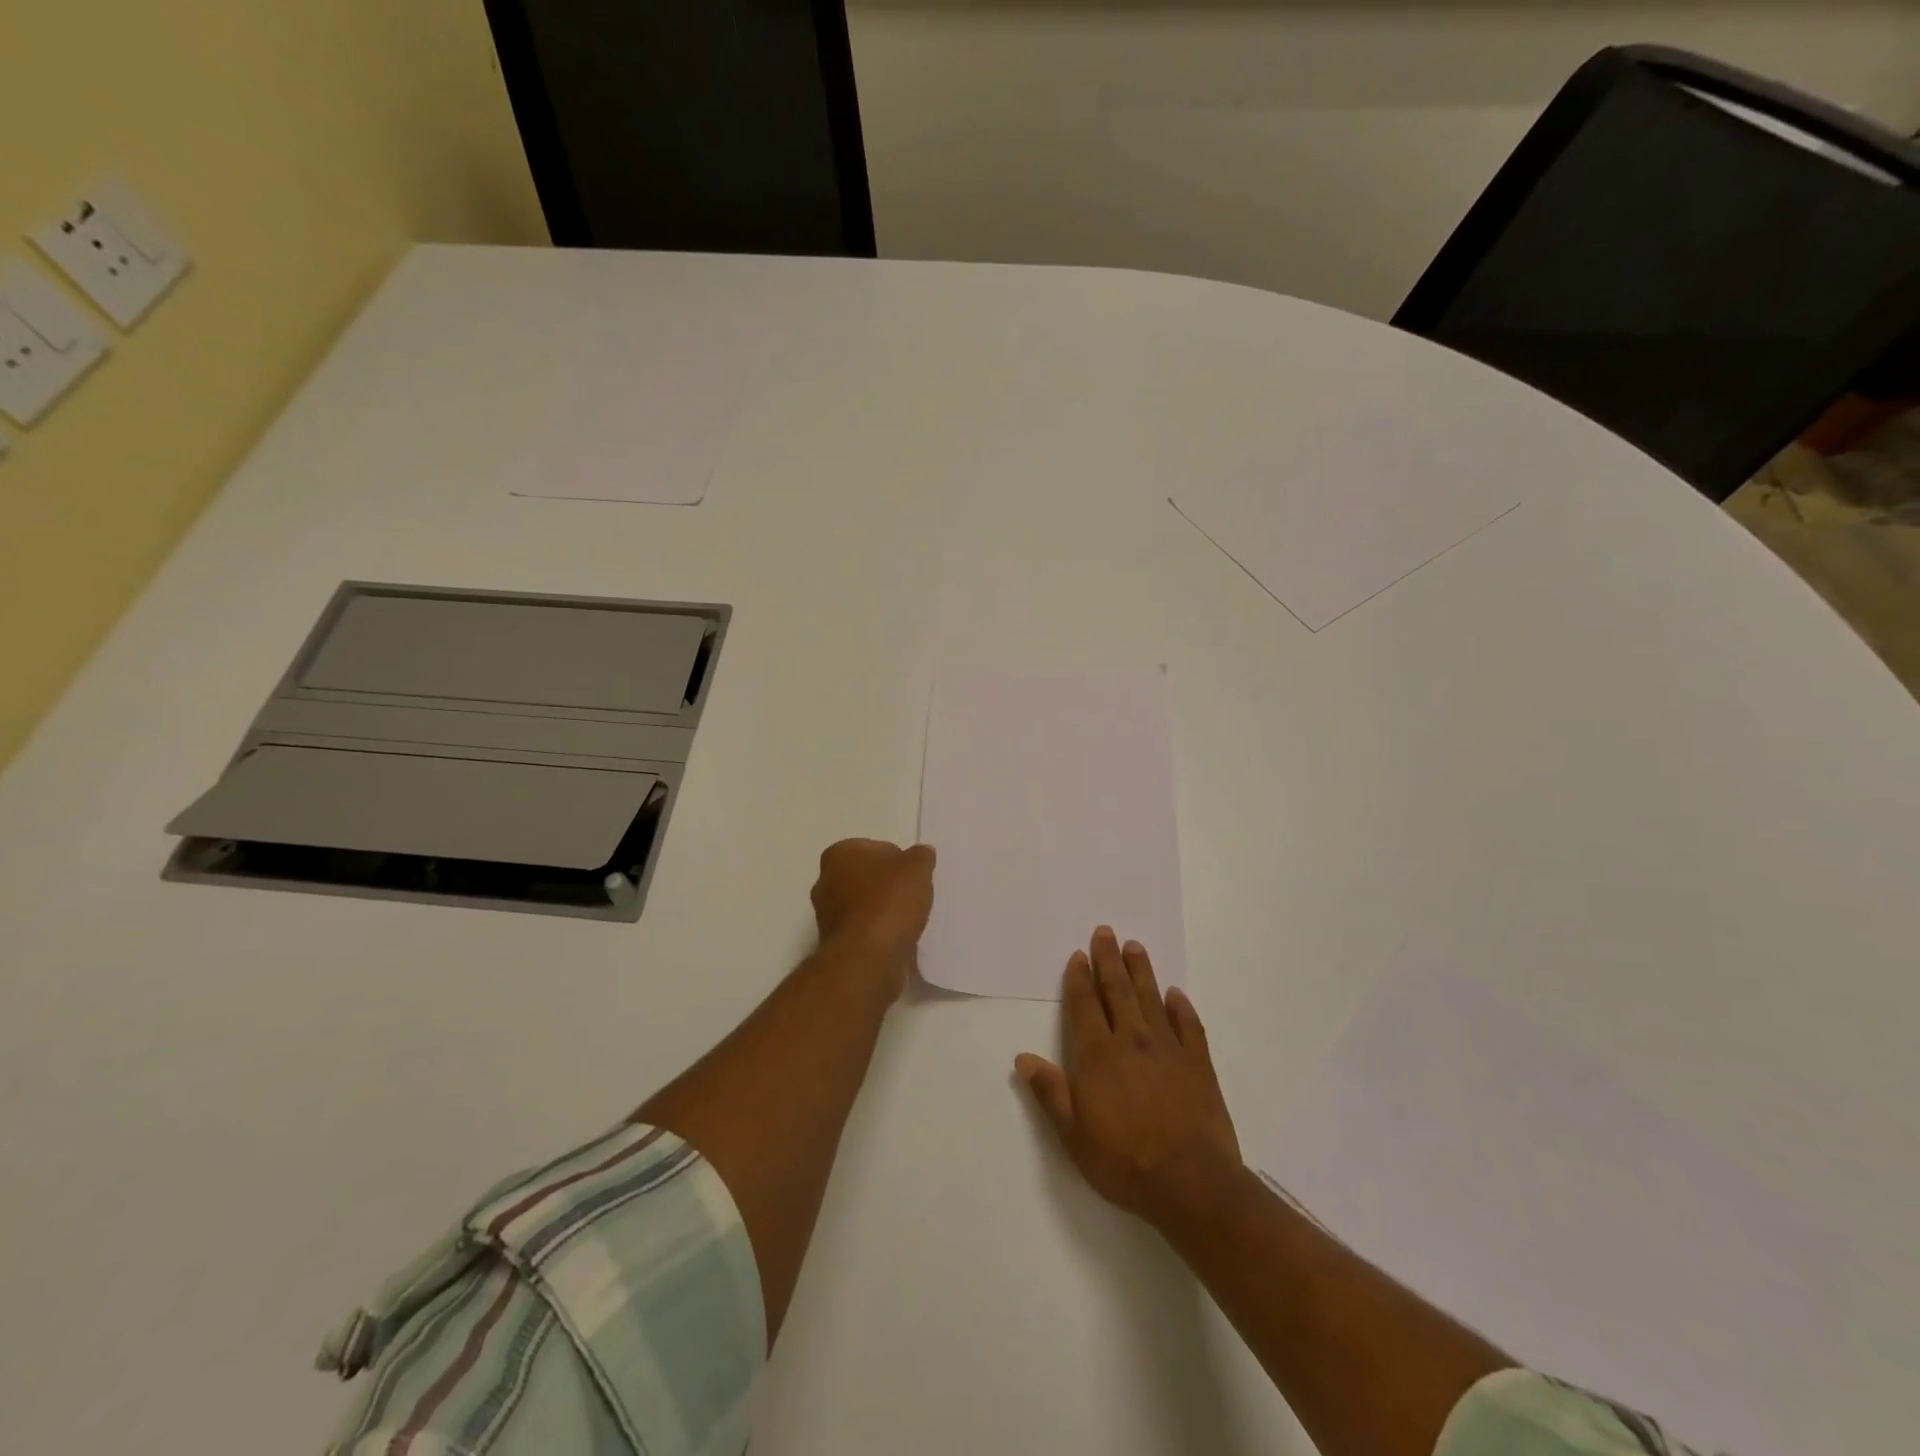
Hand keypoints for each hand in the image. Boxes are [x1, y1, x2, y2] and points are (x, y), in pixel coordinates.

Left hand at [810, 839, 936, 996]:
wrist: (868, 957)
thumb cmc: (889, 901)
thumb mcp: (917, 868)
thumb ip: (921, 856)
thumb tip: (922, 853)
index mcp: (838, 855)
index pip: (874, 848)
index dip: (898, 860)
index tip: (913, 876)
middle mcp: (824, 882)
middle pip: (866, 877)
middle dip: (887, 885)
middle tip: (911, 896)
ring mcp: (826, 915)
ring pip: (863, 905)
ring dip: (883, 910)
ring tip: (908, 920)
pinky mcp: (835, 944)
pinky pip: (863, 930)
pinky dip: (879, 932)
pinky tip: (897, 938)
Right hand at [1015, 927, 1241, 1231]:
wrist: (1192, 1184)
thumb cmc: (1125, 1162)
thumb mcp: (1074, 1136)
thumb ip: (1050, 1093)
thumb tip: (1023, 1058)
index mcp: (1099, 1056)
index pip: (1085, 1006)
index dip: (1080, 979)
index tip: (1079, 955)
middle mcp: (1132, 1041)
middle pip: (1118, 991)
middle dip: (1109, 960)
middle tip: (1106, 932)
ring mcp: (1169, 1050)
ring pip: (1152, 999)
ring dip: (1141, 971)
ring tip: (1135, 947)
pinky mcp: (1198, 1064)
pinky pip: (1189, 1026)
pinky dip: (1181, 1007)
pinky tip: (1176, 994)